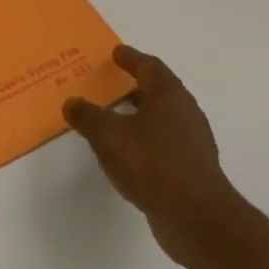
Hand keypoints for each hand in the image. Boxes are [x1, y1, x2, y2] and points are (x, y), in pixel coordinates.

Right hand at [64, 44, 240, 268]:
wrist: (195, 216)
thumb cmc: (152, 163)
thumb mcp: (108, 135)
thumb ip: (88, 116)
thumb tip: (73, 103)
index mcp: (169, 95)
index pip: (149, 67)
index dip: (131, 58)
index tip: (116, 52)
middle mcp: (185, 113)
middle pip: (157, 91)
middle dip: (132, 87)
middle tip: (107, 85)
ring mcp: (191, 143)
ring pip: (159, 119)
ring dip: (136, 116)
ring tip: (110, 119)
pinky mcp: (189, 169)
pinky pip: (161, 144)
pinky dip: (142, 141)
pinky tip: (125, 153)